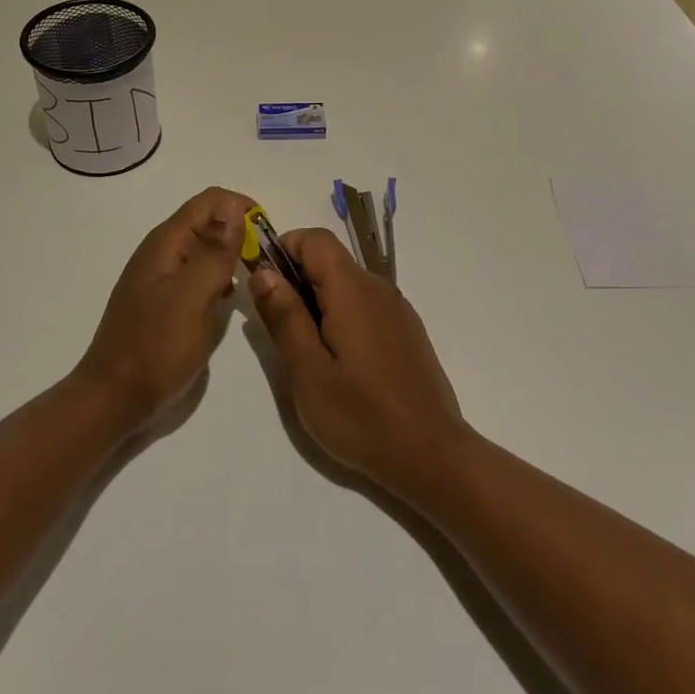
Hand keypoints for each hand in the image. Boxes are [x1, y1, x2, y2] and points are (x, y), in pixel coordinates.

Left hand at [75, 187, 252, 431]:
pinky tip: (227, 301)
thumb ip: (214, 252)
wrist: (113, 399)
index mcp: (167, 242)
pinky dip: (216, 278)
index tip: (268, 235)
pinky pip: (195, 275)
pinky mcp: (161, 301)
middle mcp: (161, 251)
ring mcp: (159, 277)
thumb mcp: (193, 297)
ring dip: (230, 256)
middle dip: (239, 233)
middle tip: (265, 263)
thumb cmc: (157, 347)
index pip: (211, 201)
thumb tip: (233, 205)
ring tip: (254, 280)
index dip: (242, 208)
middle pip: (207, 222)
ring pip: (203, 250)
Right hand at [247, 228, 468, 493]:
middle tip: (280, 330)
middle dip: (297, 280)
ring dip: (319, 301)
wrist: (431, 454)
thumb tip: (263, 271)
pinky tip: (340, 363)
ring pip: (347, 285)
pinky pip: (366, 306)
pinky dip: (342, 317)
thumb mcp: (308, 371)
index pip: (315, 238)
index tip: (264, 285)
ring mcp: (398, 310)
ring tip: (307, 352)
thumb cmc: (361, 415)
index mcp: (353, 289)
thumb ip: (284, 316)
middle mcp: (379, 288)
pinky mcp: (407, 331)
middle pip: (330, 260)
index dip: (283, 249)